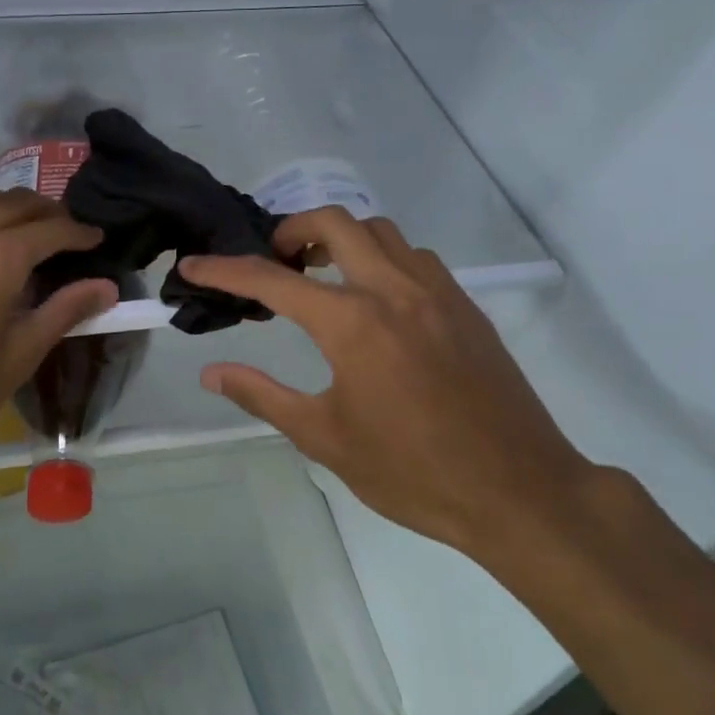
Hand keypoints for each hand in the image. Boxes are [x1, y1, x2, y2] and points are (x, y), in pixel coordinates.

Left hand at [0, 185, 117, 515]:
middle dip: (45, 213)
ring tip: (18, 237)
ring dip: (2, 210)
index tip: (96, 238)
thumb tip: (106, 287)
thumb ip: (61, 313)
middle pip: (11, 203)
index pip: (50, 228)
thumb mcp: (14, 361)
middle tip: (64, 236)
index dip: (79, 232)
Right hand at [178, 209, 595, 565]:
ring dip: (340, 238)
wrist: (519, 492)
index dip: (225, 270)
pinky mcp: (464, 304)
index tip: (194, 266)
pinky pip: (414, 256)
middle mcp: (392, 290)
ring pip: (379, 230)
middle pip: (333, 222)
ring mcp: (435, 291)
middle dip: (291, 229)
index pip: (272, 280)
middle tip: (275, 262)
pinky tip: (376, 298)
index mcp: (352, 323)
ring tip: (322, 275)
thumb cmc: (413, 472)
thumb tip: (211, 373)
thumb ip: (262, 396)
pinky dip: (381, 257)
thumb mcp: (325, 438)